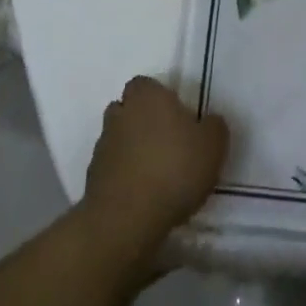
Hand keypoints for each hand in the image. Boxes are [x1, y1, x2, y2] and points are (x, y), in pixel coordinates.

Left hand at [80, 76, 228, 261]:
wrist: (126, 220)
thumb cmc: (173, 170)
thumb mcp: (212, 146)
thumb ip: (214, 127)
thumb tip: (209, 122)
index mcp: (147, 95)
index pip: (146, 84)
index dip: (160, 98)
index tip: (176, 117)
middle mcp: (120, 113)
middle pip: (128, 109)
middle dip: (142, 122)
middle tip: (166, 144)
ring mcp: (102, 146)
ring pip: (118, 139)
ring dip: (131, 150)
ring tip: (154, 174)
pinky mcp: (92, 179)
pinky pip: (111, 169)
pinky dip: (123, 176)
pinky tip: (141, 195)